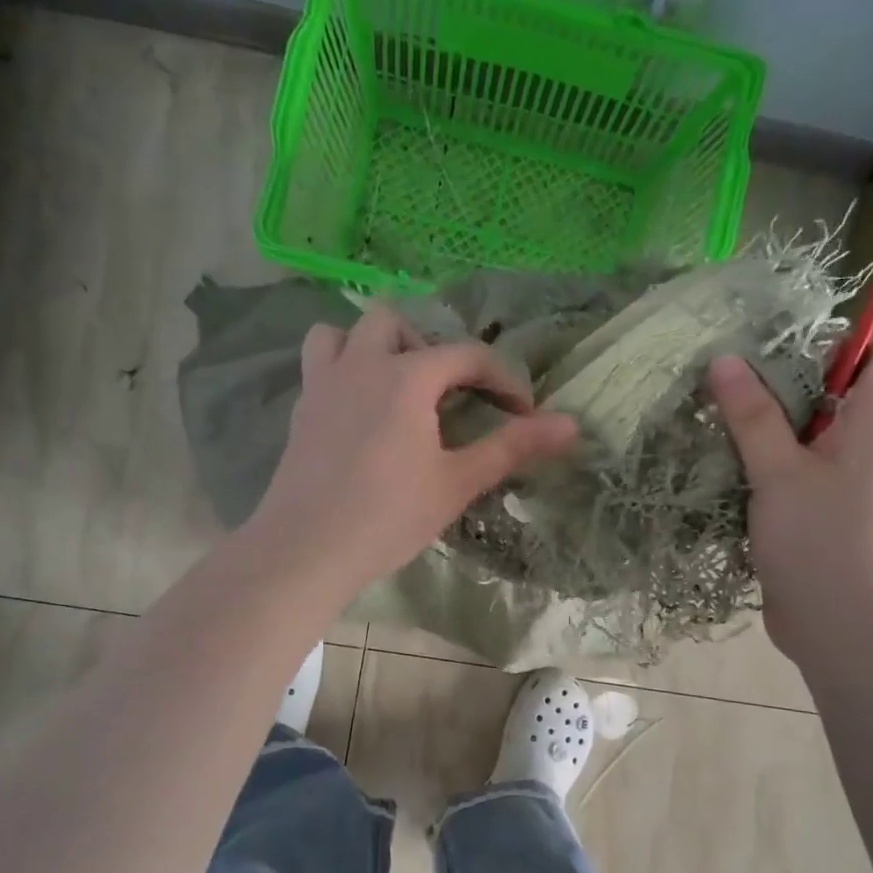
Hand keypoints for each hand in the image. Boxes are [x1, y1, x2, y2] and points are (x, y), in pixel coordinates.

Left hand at [246, 304, 579, 595]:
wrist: (306, 549)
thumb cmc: (388, 516)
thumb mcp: (457, 482)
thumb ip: (512, 447)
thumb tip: (571, 424)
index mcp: (406, 376)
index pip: (467, 356)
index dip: (503, 379)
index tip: (523, 413)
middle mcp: (361, 363)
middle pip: (398, 322)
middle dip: (432, 349)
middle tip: (451, 394)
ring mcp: (323, 382)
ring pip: (346, 332)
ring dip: (377, 346)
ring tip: (398, 387)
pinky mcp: (300, 408)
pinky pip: (321, 363)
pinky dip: (345, 368)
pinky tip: (361, 411)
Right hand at [707, 344, 872, 660]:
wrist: (842, 630)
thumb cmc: (823, 543)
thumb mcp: (780, 473)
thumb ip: (752, 415)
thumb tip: (724, 359)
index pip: (872, 355)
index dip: (830, 337)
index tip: (769, 336)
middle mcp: (863, 445)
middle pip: (827, 391)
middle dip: (776, 378)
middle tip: (720, 368)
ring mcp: (839, 480)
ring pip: (801, 433)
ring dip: (760, 422)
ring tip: (708, 406)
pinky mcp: (814, 510)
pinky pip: (787, 469)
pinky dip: (757, 460)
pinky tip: (716, 456)